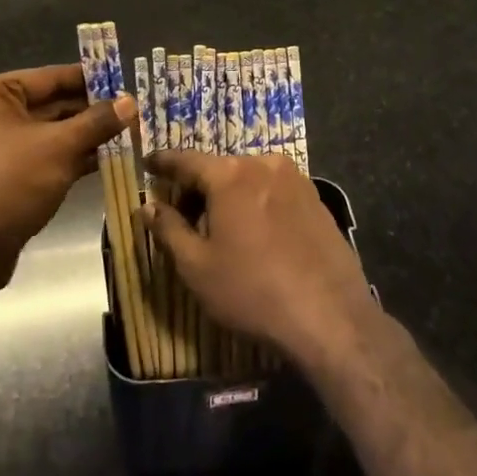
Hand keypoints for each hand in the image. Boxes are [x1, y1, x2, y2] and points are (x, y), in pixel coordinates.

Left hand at [0, 64, 134, 284]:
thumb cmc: (10, 184)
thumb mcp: (60, 147)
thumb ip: (98, 121)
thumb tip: (131, 102)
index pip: (49, 77)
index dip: (90, 79)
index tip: (123, 80)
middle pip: (48, 104)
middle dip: (90, 111)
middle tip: (131, 111)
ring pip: (46, 133)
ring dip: (84, 135)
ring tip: (127, 133)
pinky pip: (39, 155)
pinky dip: (67, 156)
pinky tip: (105, 158)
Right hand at [140, 151, 378, 364]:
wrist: (330, 315)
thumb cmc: (252, 290)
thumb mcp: (197, 266)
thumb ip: (168, 230)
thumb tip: (146, 206)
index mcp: (230, 175)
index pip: (186, 160)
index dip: (163, 163)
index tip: (148, 162)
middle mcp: (264, 164)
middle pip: (219, 170)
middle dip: (198, 189)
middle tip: (183, 216)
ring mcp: (296, 179)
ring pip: (249, 180)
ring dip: (230, 197)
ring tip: (221, 232)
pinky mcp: (316, 198)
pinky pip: (275, 192)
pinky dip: (257, 204)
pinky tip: (256, 236)